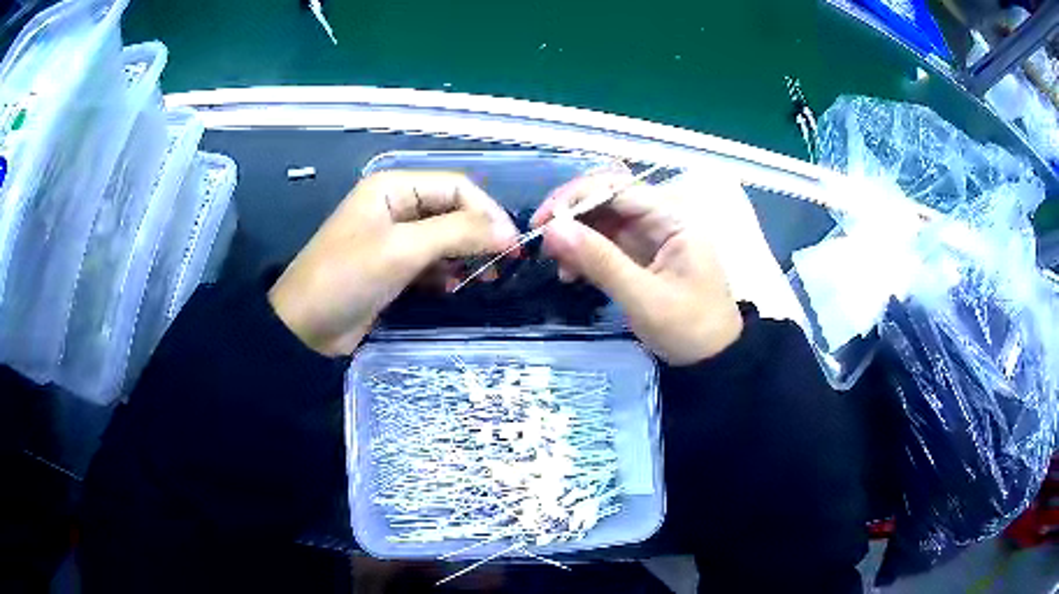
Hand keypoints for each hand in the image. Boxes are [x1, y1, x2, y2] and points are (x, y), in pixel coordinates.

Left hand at [269, 172, 518, 355]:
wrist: (304, 328)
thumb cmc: (347, 277)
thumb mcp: (402, 250)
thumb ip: (457, 233)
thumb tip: (508, 232)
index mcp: (395, 187)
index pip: (457, 187)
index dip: (487, 213)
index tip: (511, 246)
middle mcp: (397, 206)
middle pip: (453, 211)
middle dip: (479, 235)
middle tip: (502, 266)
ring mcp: (395, 237)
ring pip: (446, 237)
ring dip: (466, 256)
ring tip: (484, 279)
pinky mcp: (394, 266)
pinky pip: (432, 261)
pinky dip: (446, 272)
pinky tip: (453, 289)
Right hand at [532, 172, 742, 364]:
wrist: (712, 360)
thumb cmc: (689, 328)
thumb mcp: (644, 298)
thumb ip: (600, 262)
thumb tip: (553, 229)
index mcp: (673, 218)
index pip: (618, 189)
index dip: (576, 197)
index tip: (543, 219)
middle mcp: (660, 219)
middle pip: (607, 200)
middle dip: (572, 217)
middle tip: (542, 242)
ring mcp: (649, 237)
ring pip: (601, 222)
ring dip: (575, 238)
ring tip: (557, 265)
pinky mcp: (640, 256)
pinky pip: (604, 244)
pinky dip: (584, 255)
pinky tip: (570, 275)